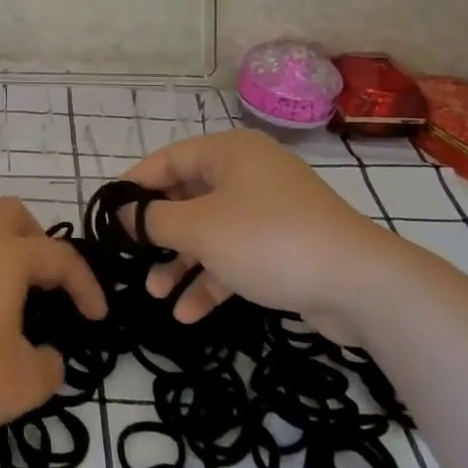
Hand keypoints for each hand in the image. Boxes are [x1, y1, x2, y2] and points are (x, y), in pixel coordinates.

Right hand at [124, 129, 410, 337]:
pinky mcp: (283, 247)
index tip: (108, 213)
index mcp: (229, 153)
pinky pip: (235, 256)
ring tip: (154, 293)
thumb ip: (153, 220)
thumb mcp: (199, 228)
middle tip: (130, 256)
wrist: (359, 285)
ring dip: (181, 262)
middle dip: (158, 232)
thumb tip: (124, 215)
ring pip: (210, 232)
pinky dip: (212, 280)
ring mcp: (268, 211)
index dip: (134, 185)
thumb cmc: (267, 240)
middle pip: (188, 197)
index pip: (168, 160)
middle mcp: (248, 175)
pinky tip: (188, 314)